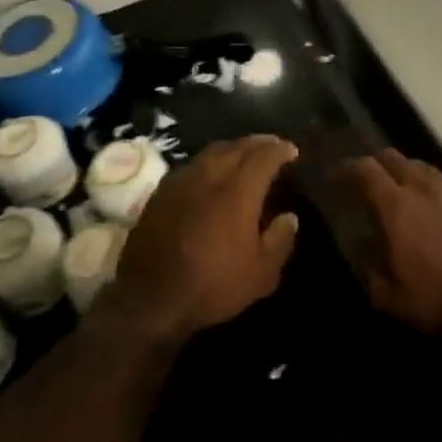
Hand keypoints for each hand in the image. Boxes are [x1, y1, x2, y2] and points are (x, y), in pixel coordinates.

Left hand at [103, 134, 300, 342]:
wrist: (150, 298)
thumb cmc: (212, 286)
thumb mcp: (261, 275)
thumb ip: (280, 241)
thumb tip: (289, 217)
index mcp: (238, 191)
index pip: (264, 156)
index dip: (280, 150)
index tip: (292, 151)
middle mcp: (209, 176)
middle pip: (236, 147)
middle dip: (258, 143)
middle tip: (271, 146)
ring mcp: (181, 181)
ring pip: (211, 152)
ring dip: (232, 149)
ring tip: (243, 156)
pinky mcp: (160, 192)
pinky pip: (191, 166)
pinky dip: (208, 162)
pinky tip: (211, 174)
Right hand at [339, 150, 441, 335]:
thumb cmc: (441, 300)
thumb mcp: (392, 297)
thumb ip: (371, 267)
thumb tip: (365, 246)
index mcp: (397, 206)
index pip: (365, 169)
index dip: (347, 167)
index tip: (337, 175)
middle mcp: (425, 188)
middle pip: (394, 158)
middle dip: (376, 164)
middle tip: (368, 180)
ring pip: (424, 168)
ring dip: (407, 174)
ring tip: (403, 192)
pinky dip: (435, 191)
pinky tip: (438, 210)